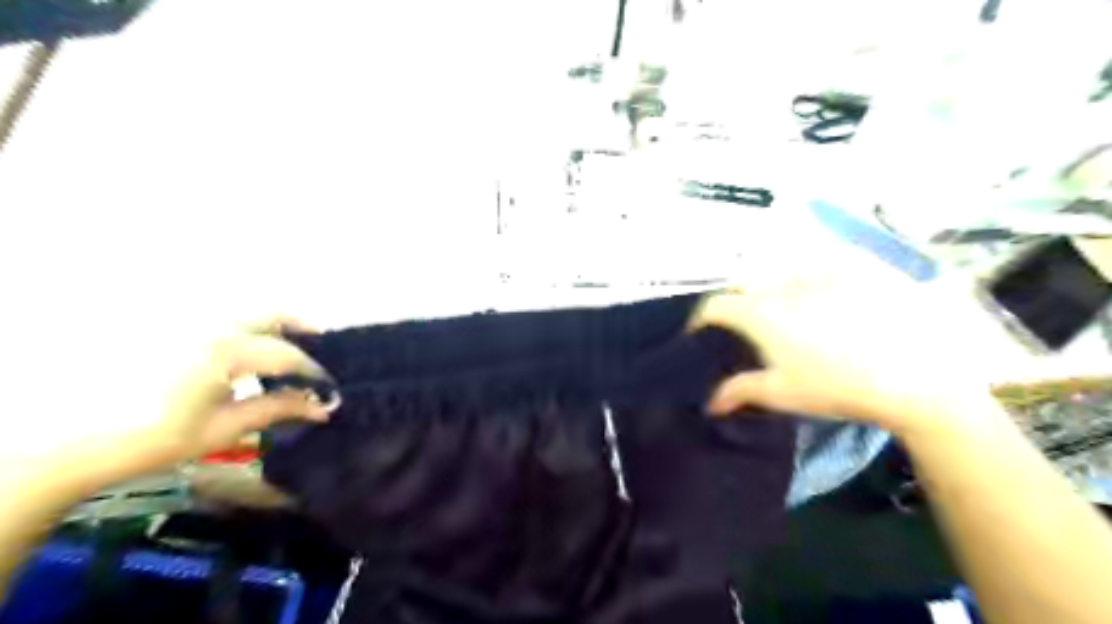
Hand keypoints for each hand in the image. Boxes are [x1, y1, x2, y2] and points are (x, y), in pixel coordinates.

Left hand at [149, 322, 336, 468]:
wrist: (74, 443)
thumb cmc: (156, 438)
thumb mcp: (223, 428)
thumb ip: (277, 409)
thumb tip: (323, 406)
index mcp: (225, 351)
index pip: (287, 354)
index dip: (313, 371)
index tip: (329, 388)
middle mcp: (210, 326)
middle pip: (271, 314)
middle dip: (301, 327)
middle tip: (321, 344)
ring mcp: (188, 323)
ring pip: (246, 311)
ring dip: (274, 325)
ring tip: (288, 346)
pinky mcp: (171, 329)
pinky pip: (222, 318)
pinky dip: (246, 327)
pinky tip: (249, 349)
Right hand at [696, 283, 1014, 439]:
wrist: (913, 375)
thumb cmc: (836, 387)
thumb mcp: (782, 393)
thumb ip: (739, 391)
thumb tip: (708, 403)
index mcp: (760, 313)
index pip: (714, 305)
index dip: (700, 319)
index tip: (699, 334)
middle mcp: (781, 284)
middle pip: (742, 285)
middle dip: (732, 303)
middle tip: (739, 326)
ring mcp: (817, 272)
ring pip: (775, 272)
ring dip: (766, 289)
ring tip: (777, 311)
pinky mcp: (849, 268)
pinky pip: (813, 264)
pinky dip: (802, 277)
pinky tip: (814, 296)